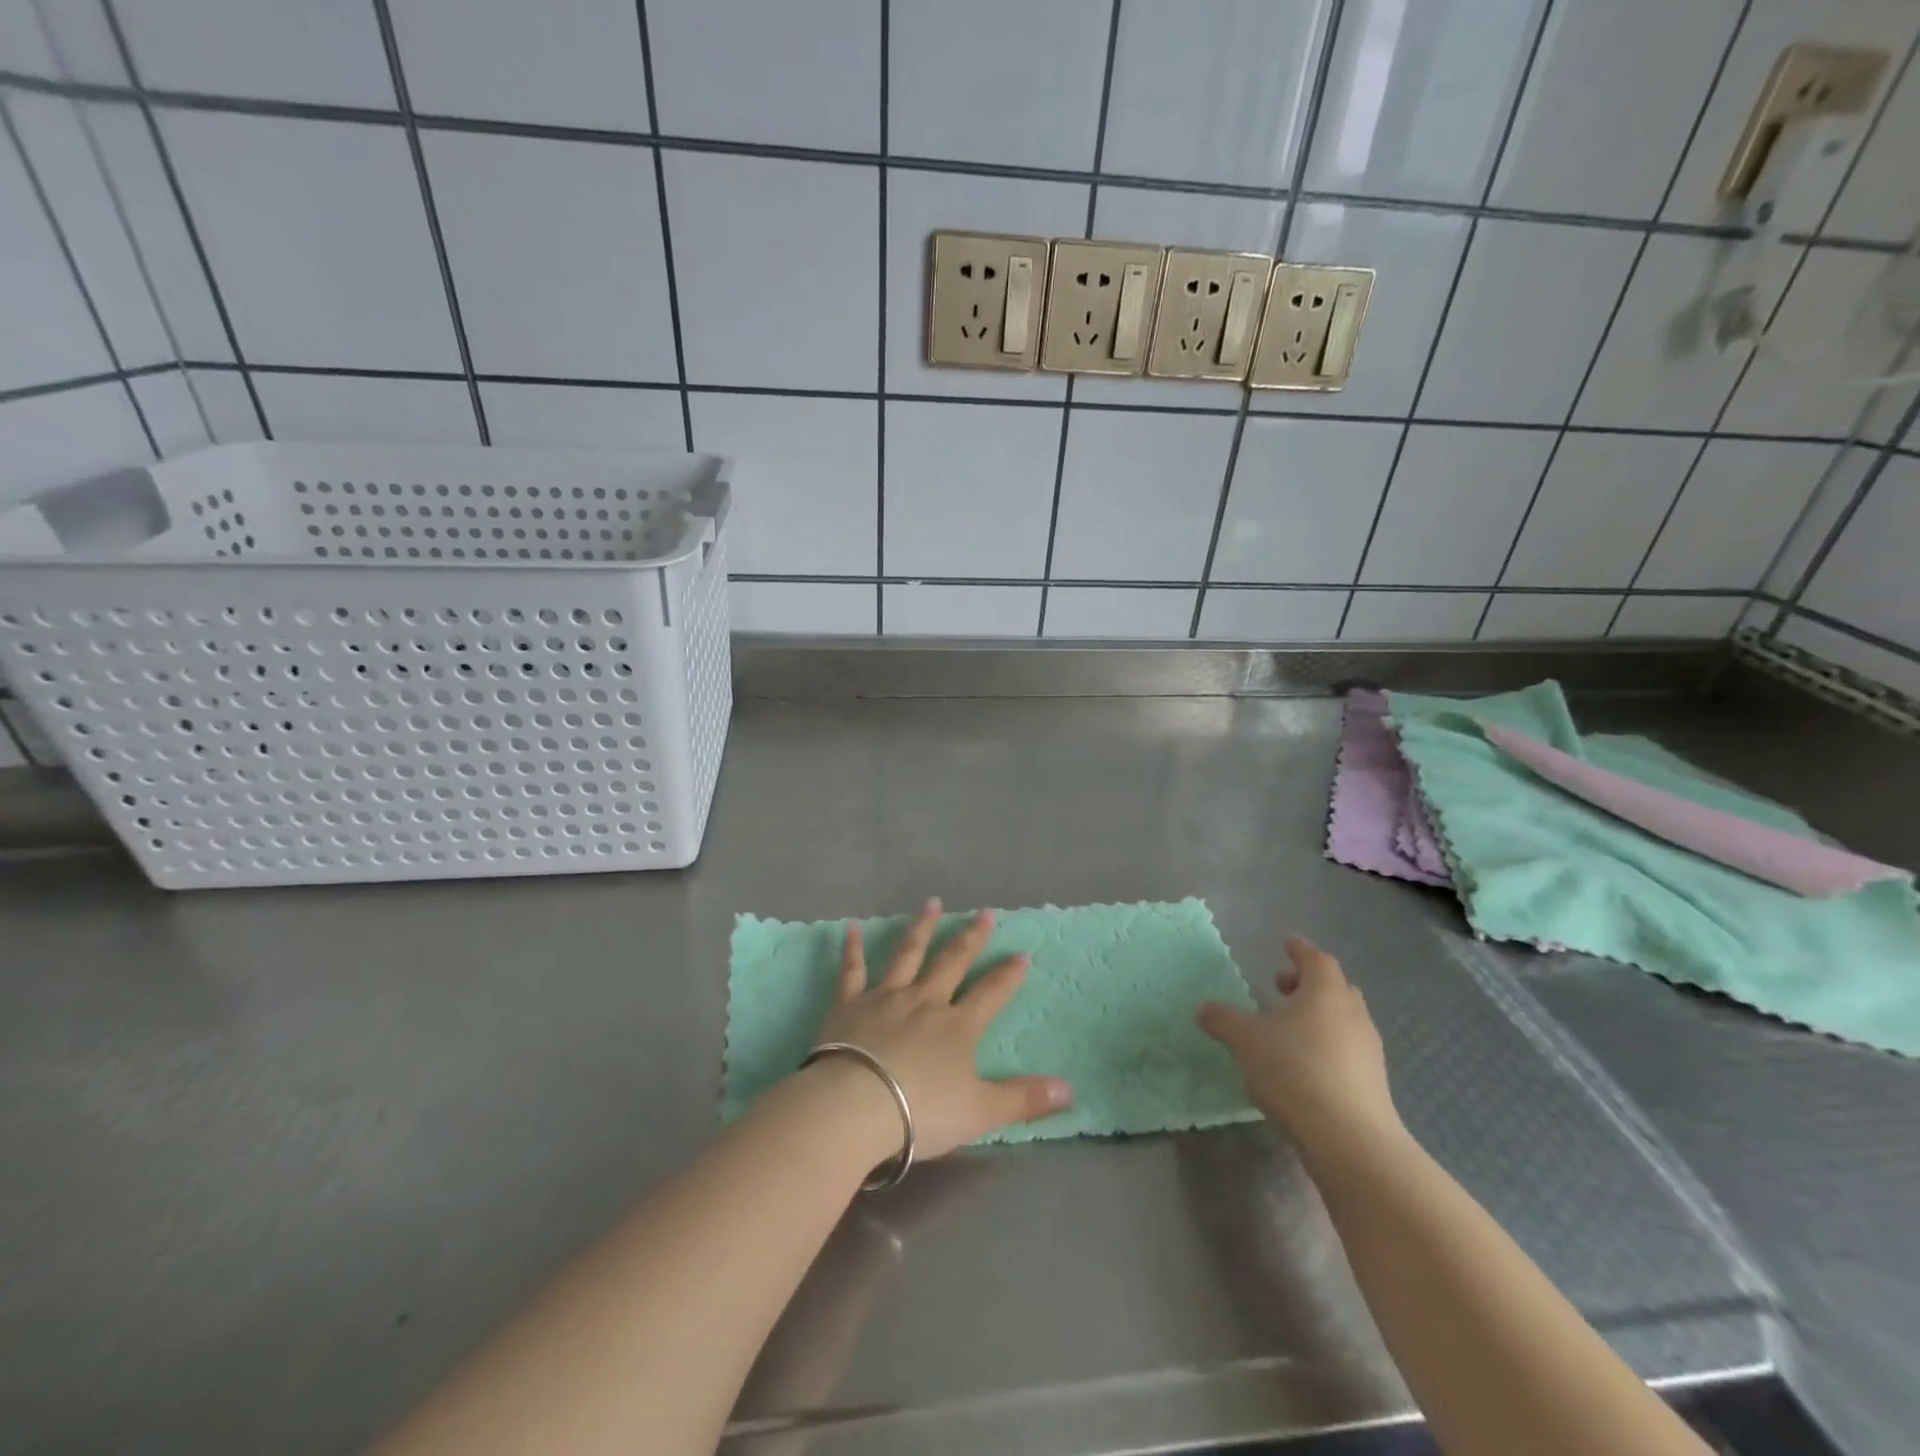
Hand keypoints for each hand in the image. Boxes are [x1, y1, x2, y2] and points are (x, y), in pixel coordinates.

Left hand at [814, 899, 1072, 1160]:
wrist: (855, 1106)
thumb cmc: (921, 1111)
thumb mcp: (980, 1112)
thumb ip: (1023, 1099)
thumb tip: (1070, 1090)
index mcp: (958, 1026)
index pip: (991, 993)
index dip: (1008, 975)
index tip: (1022, 953)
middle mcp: (925, 1001)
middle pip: (952, 962)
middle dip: (971, 938)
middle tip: (985, 913)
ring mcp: (885, 998)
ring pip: (908, 955)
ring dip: (922, 928)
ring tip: (932, 903)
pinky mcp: (849, 1005)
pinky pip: (852, 971)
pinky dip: (852, 948)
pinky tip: (852, 927)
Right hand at [1196, 937, 1402, 1162]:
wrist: (1350, 1140)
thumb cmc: (1295, 1071)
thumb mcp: (1246, 1041)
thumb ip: (1223, 1019)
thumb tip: (1204, 1008)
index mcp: (1325, 993)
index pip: (1317, 959)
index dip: (1300, 950)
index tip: (1286, 945)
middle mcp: (1353, 1014)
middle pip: (1335, 987)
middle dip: (1308, 984)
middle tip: (1281, 988)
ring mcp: (1368, 1050)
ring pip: (1343, 1019)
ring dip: (1318, 1016)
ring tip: (1288, 1029)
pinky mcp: (1373, 1083)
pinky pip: (1348, 1049)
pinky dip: (1327, 1044)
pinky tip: (1304, 1064)